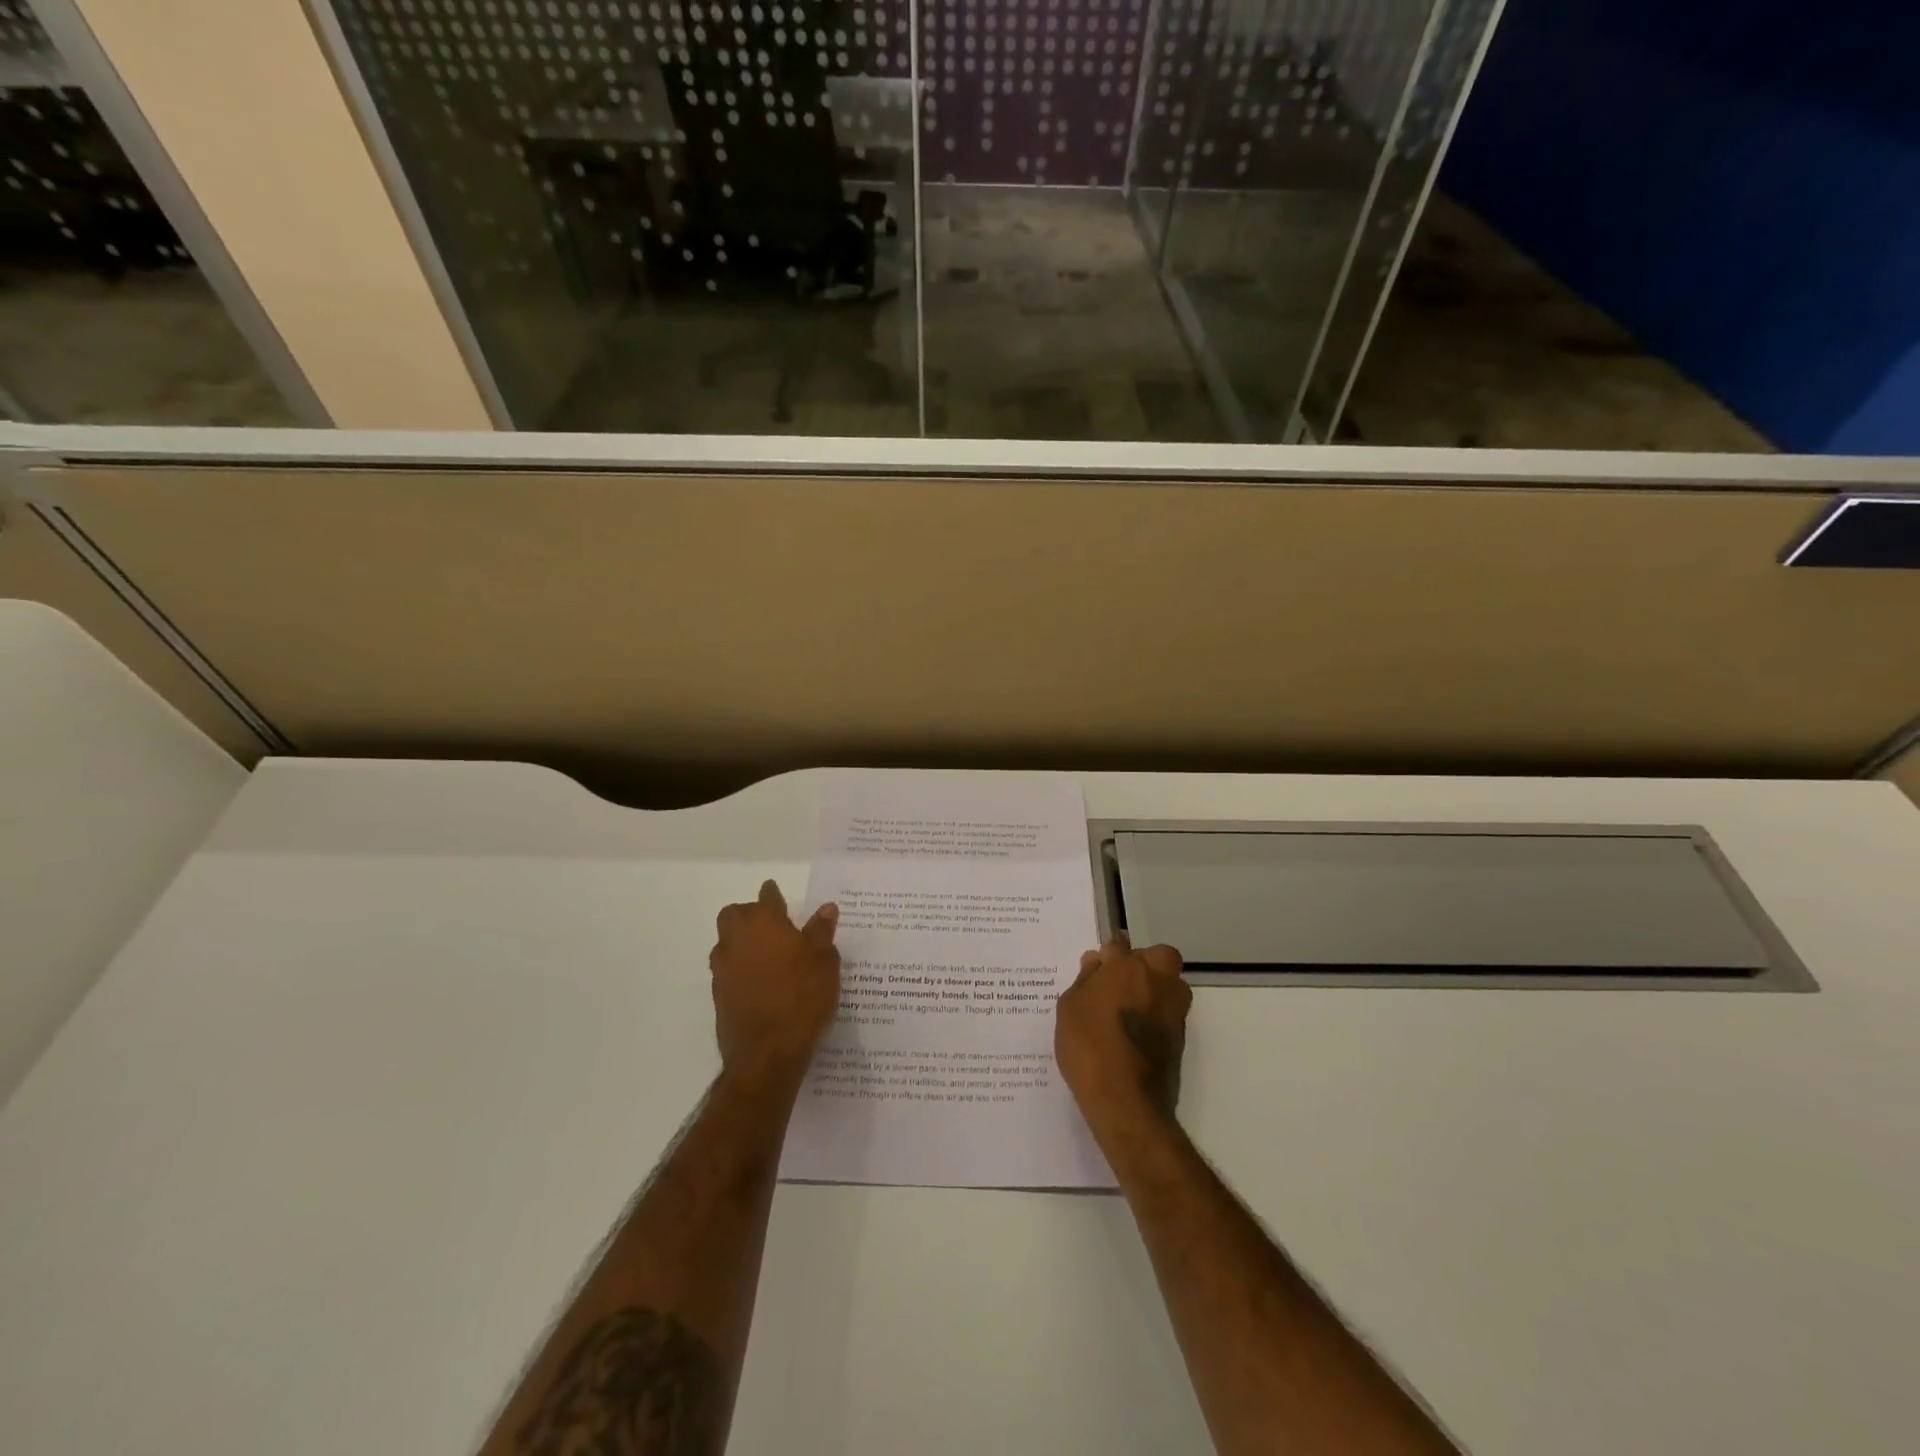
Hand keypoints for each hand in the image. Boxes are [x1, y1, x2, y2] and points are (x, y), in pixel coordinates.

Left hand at [709, 880, 840, 1087]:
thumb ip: (821, 932)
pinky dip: (739, 968)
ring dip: (740, 941)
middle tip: (772, 926)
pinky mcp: (718, 994)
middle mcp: (738, 939)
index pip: (766, 898)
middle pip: (734, 914)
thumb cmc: (802, 997)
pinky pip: (726, 969)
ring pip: (726, 941)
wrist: (767, 1053)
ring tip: (765, 955)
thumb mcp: (824, 962)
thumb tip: (826, 908)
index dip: (773, 895)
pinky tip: (758, 982)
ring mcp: (723, 967)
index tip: (777, 896)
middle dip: (749, 914)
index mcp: (765, 923)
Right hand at [1056, 935, 1190, 1130]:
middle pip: (1159, 956)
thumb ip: (1084, 980)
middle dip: (1144, 962)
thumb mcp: (1070, 1009)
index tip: (1098, 965)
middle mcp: (1157, 980)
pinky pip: (1169, 1011)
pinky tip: (1135, 1031)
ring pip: (1171, 983)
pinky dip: (1157, 1014)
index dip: (1108, 953)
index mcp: (1127, 967)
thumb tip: (1096, 962)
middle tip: (1120, 981)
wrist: (1127, 1103)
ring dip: (1156, 986)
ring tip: (1130, 1007)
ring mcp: (1173, 1009)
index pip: (1118, 944)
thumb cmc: (1089, 1048)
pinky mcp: (1181, 1036)